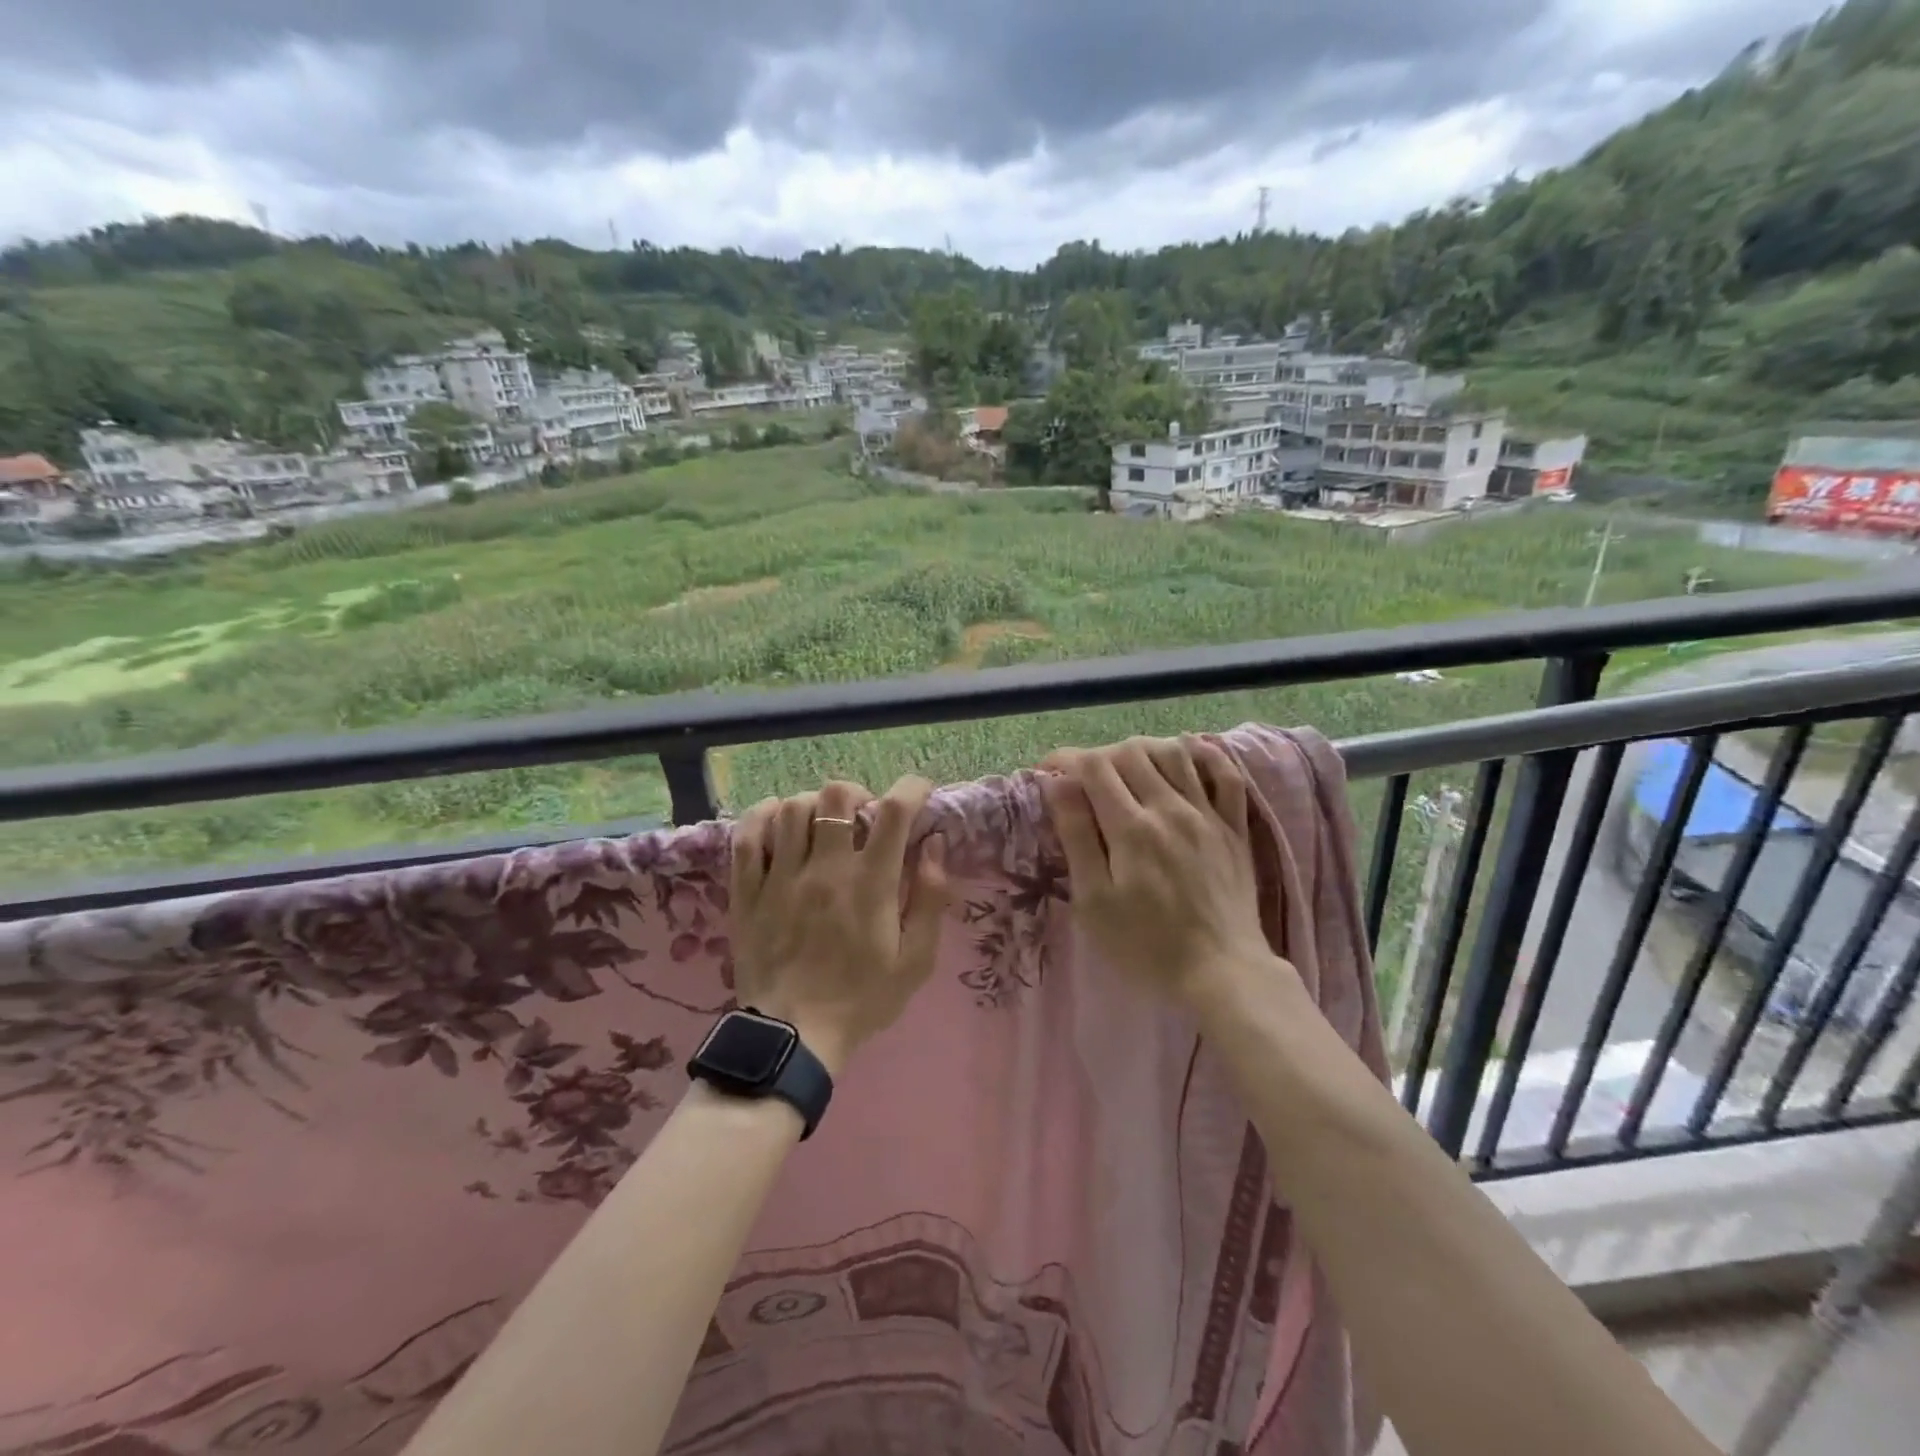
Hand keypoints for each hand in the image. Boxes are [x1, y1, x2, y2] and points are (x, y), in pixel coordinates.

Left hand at [729, 777, 952, 1076]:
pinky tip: (777, 820)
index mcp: (869, 883)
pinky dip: (763, 816)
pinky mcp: (747, 891)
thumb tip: (934, 845)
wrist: (794, 1036)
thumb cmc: (862, 998)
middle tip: (863, 816)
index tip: (919, 793)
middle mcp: (824, 868)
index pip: (894, 812)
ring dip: (814, 805)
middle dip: (857, 794)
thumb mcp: (916, 960)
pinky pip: (747, 836)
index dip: (911, 789)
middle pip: (836, 796)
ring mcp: (780, 877)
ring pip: (791, 808)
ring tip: (822, 824)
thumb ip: (930, 898)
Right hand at [1040, 735, 1290, 1011]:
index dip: (1065, 759)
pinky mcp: (1234, 828)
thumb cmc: (1145, 945)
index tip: (1048, 772)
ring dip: (1144, 750)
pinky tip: (1189, 754)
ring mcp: (1207, 815)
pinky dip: (1206, 755)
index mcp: (1131, 827)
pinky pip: (1226, 775)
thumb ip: (1077, 837)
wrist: (1221, 972)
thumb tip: (1059, 785)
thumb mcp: (1094, 901)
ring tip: (1127, 767)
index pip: (1093, 767)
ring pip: (1175, 753)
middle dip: (1100, 755)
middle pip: (1131, 753)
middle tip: (1085, 779)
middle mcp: (1170, 808)